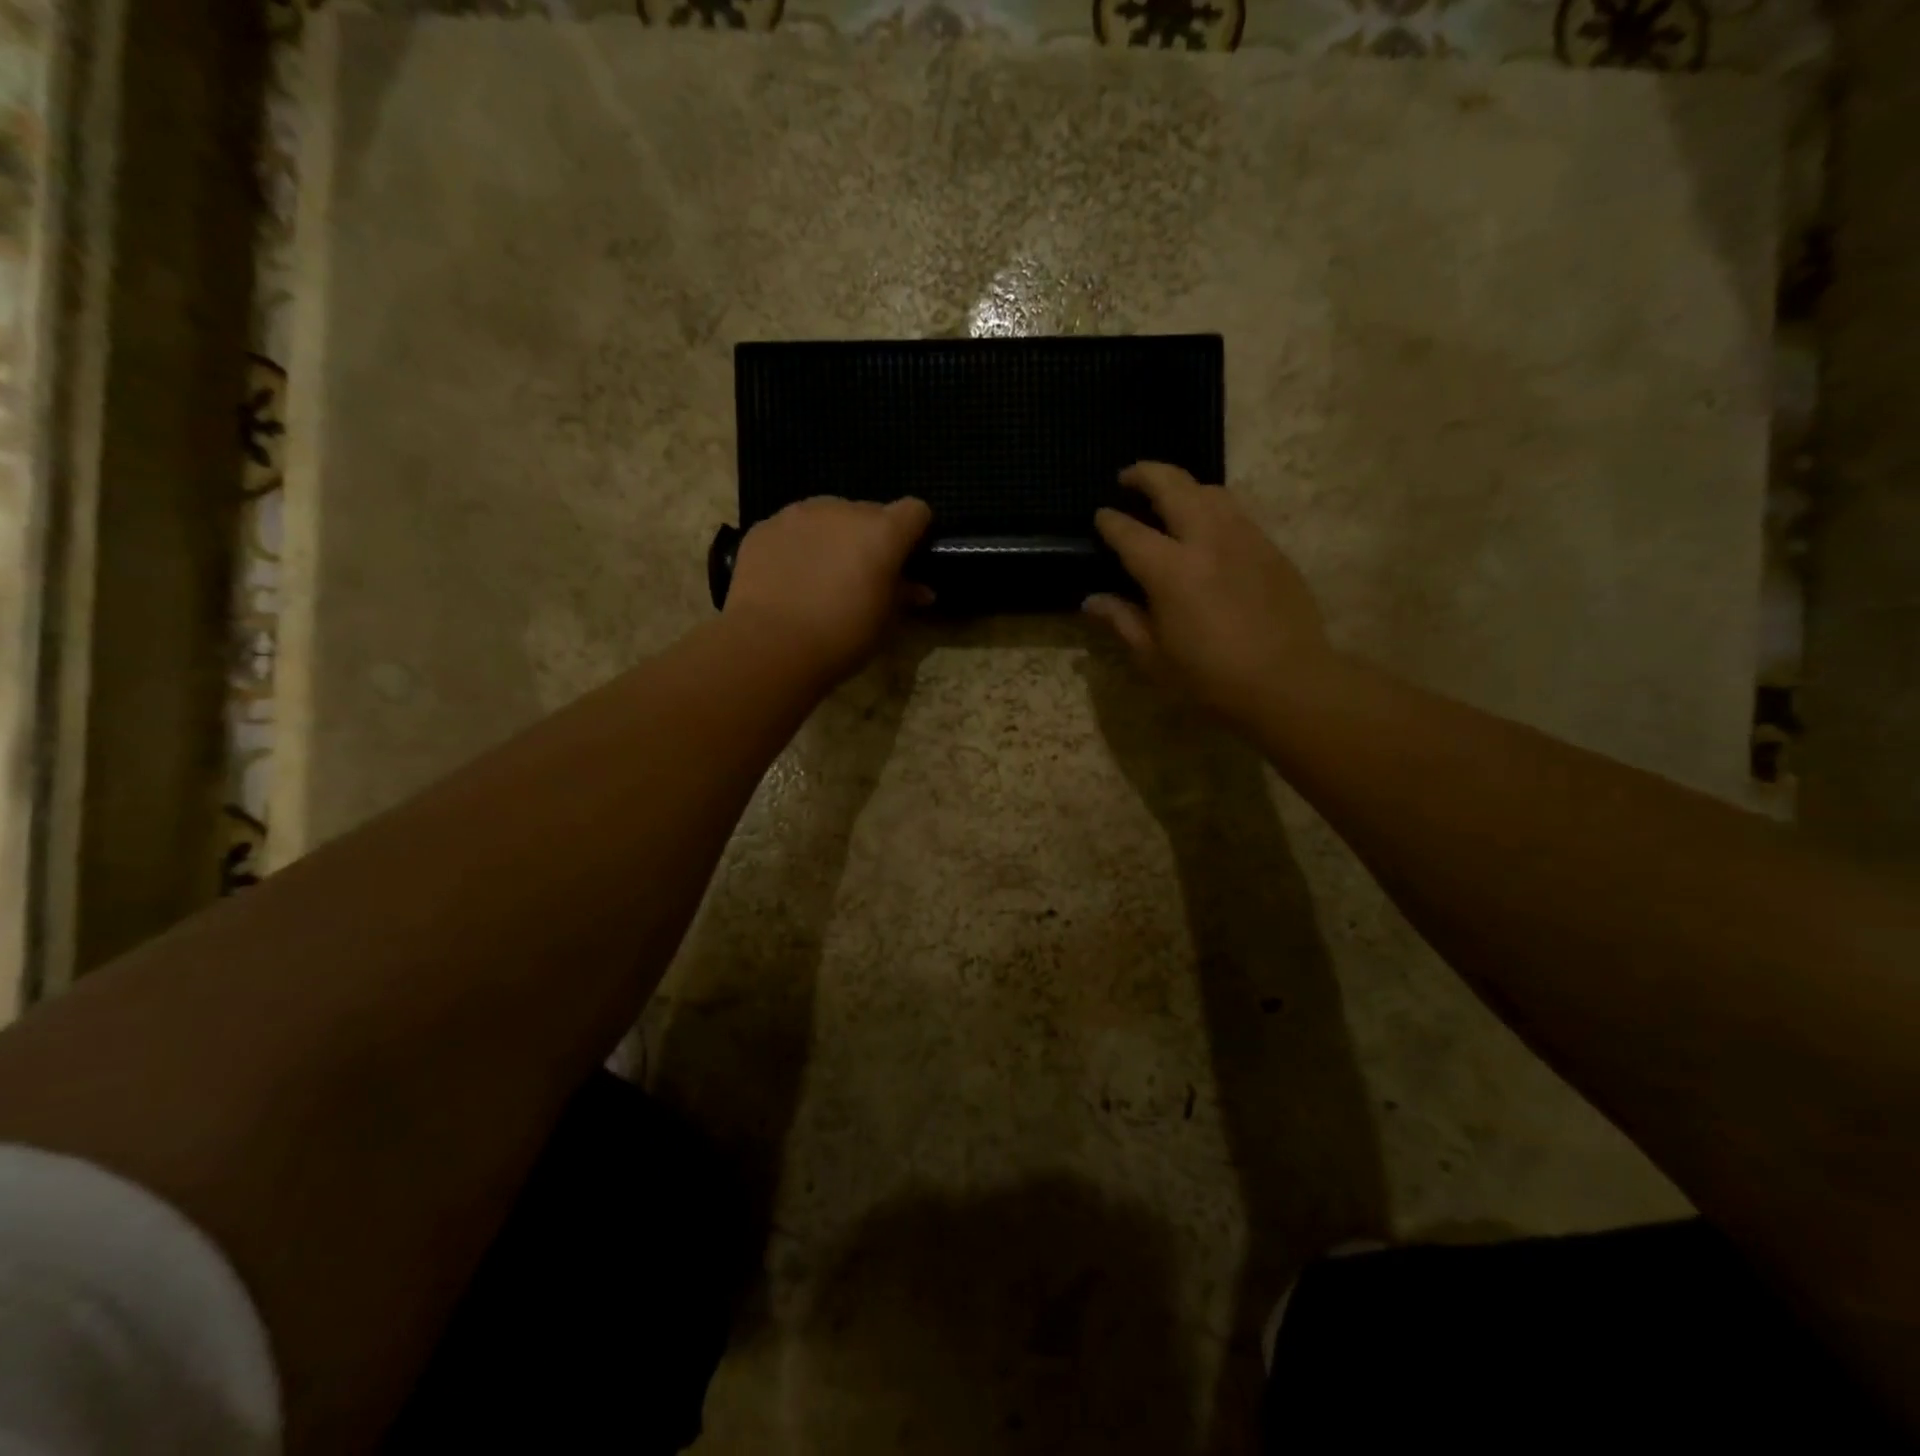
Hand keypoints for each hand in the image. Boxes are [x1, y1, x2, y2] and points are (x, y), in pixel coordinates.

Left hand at [724, 495, 932, 684]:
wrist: (770, 645)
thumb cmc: (841, 637)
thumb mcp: (883, 623)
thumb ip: (903, 596)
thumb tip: (920, 590)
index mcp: (882, 532)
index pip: (915, 511)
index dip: (914, 532)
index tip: (906, 558)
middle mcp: (843, 510)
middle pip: (869, 512)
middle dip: (869, 537)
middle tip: (860, 574)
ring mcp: (799, 514)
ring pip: (827, 516)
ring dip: (831, 537)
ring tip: (819, 575)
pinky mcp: (764, 527)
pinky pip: (791, 529)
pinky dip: (795, 546)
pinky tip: (787, 579)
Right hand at [1084, 463, 1333, 725]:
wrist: (1288, 683)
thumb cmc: (1211, 679)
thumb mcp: (1154, 658)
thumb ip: (1122, 621)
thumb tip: (1092, 600)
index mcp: (1170, 571)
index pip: (1129, 532)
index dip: (1110, 522)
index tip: (1100, 517)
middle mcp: (1207, 540)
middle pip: (1173, 486)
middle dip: (1145, 474)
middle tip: (1128, 477)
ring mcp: (1245, 539)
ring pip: (1210, 490)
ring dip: (1183, 485)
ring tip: (1170, 497)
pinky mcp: (1271, 548)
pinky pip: (1237, 512)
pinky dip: (1213, 506)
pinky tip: (1208, 526)